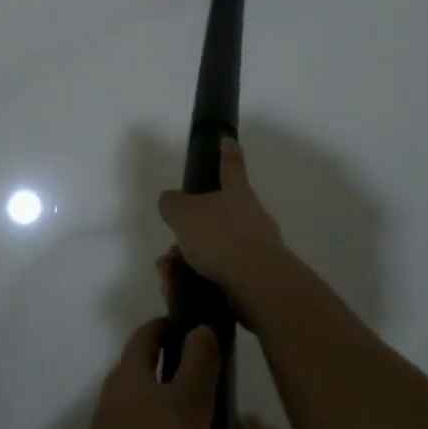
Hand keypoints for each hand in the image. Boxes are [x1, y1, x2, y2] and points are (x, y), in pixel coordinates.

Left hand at [73, 317, 221, 428]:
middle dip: (179, 369)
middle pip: (146, 371)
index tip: (200, 327)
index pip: (147, 335)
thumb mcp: (188, 405)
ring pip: (149, 410)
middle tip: (218, 378)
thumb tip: (199, 325)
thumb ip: (197, 364)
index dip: (171, 325)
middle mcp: (114, 400)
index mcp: (128, 375)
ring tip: (215, 423)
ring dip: (177, 410)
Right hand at [156, 139, 294, 318]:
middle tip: (171, 246)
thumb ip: (172, 204)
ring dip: (187, 259)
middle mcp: (250, 215)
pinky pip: (217, 273)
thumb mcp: (183, 213)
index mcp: (236, 192)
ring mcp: (256, 247)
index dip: (227, 151)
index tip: (227, 139)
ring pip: (213, 248)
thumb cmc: (221, 238)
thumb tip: (171, 201)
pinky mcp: (254, 277)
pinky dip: (196, 279)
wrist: (259, 285)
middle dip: (190, 229)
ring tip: (169, 273)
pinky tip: (180, 289)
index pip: (231, 164)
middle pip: (216, 215)